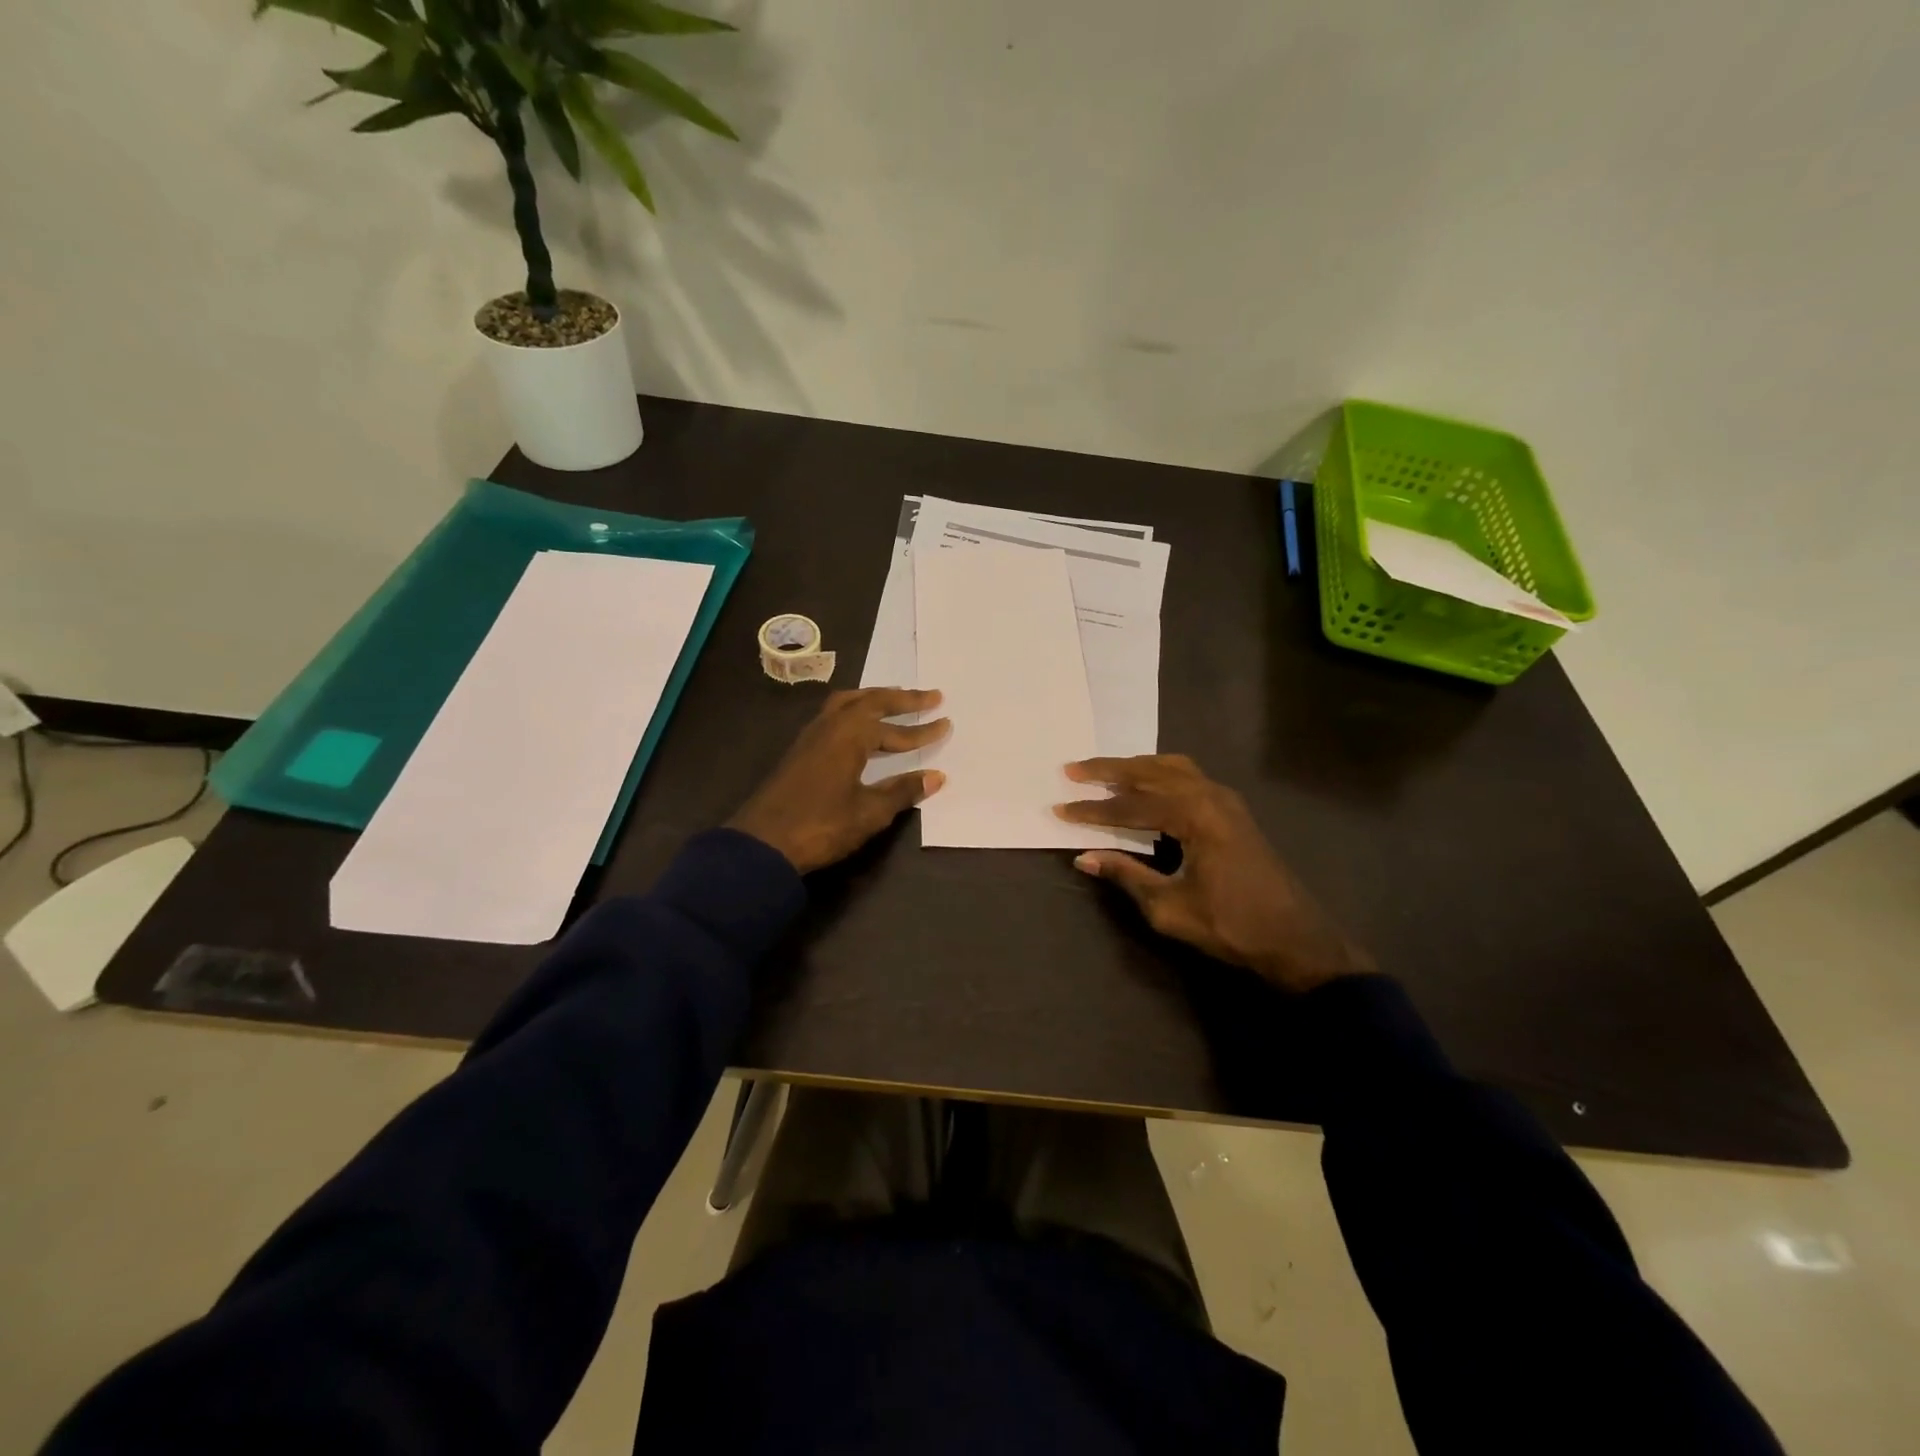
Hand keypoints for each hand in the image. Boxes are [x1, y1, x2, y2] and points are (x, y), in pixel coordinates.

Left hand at [727, 688, 949, 873]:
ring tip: (896, 701)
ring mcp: (811, 736)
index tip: (946, 723)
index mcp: (849, 735)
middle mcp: (830, 726)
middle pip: (870, 701)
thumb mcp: (869, 812)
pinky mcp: (801, 751)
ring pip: (848, 704)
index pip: (894, 728)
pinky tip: (862, 727)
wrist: (763, 844)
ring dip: (875, 700)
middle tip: (931, 696)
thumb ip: (903, 791)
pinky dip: (855, 712)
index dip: (922, 730)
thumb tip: (936, 777)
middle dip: (902, 699)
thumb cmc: (821, 826)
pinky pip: (834, 716)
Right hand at [1054, 754, 1373, 993]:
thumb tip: (1085, 858)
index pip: (1131, 806)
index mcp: (1195, 815)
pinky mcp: (1232, 810)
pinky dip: (1159, 775)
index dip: (1093, 810)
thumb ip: (1127, 875)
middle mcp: (1210, 795)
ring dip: (1135, 767)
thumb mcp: (1170, 907)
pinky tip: (1145, 786)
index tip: (1060, 809)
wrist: (1296, 940)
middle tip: (1072, 770)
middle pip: (1150, 772)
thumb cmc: (1231, 926)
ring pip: (1172, 767)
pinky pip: (1188, 777)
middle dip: (1109, 770)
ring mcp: (1225, 799)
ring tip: (1103, 772)